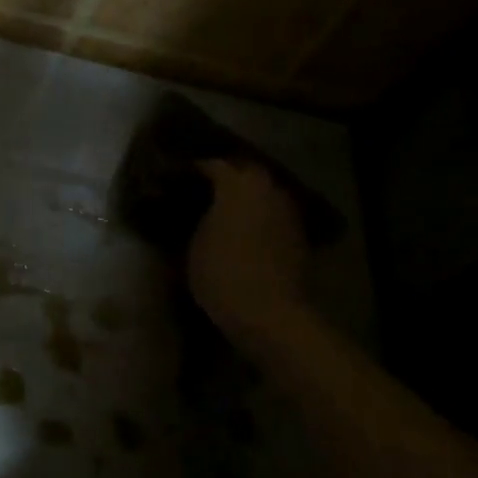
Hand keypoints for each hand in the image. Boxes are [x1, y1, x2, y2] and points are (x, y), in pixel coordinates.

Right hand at [187, 159, 311, 348]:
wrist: (268, 312)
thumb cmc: (221, 273)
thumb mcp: (194, 244)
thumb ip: (198, 218)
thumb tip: (197, 210)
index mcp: (237, 184)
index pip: (212, 164)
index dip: (194, 170)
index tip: (178, 177)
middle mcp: (267, 189)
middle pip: (245, 171)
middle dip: (226, 176)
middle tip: (204, 188)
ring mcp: (287, 211)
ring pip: (263, 192)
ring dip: (246, 196)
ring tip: (225, 209)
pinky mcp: (299, 234)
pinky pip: (274, 214)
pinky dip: (260, 216)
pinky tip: (245, 230)